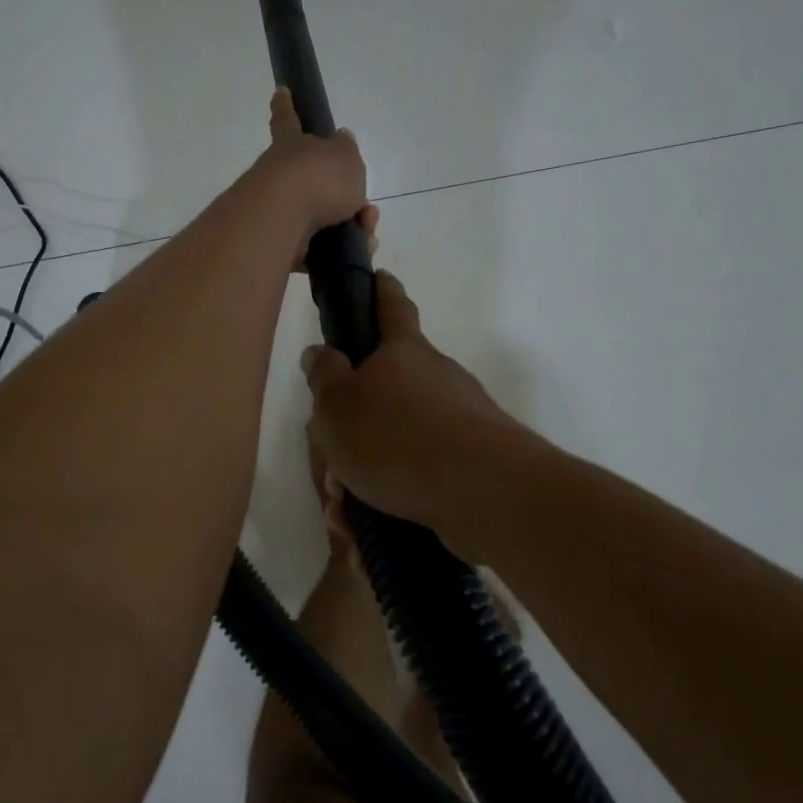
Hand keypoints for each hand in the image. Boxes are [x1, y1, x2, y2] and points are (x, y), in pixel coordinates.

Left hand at [251, 88, 377, 267]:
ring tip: (364, 235)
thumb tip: (340, 141)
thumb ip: (345, 150)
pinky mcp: (279, 244)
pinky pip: (314, 249)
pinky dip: (335, 253)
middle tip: (364, 212)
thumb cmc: (316, 178)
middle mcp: (279, 175)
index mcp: (292, 145)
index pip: (288, 119)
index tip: (280, 91)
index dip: (287, 106)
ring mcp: (277, 211)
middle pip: (314, 182)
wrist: (282, 220)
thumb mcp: (345, 156)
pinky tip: (352, 255)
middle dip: (344, 197)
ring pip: (320, 219)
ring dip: (349, 228)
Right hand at [301, 270, 521, 547]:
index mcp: (404, 353)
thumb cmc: (396, 436)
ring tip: (342, 503)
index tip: (379, 276)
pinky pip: (419, 473)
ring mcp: (461, 419)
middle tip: (331, 451)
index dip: (382, 290)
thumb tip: (320, 352)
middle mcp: (438, 377)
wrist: (482, 492)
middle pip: (391, 385)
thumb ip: (324, 376)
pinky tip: (368, 526)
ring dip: (368, 466)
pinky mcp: (473, 462)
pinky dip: (390, 493)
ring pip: (400, 437)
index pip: (392, 307)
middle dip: (358, 416)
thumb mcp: (337, 405)